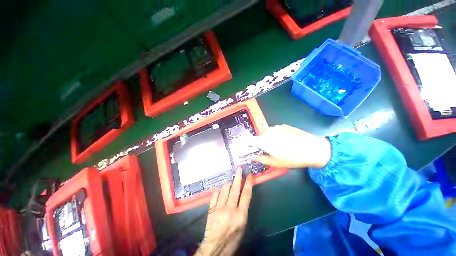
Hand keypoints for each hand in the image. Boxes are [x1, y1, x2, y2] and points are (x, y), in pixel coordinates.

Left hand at [195, 168, 252, 255]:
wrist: (215, 247)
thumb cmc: (232, 239)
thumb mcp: (242, 226)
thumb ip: (242, 209)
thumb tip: (242, 195)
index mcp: (240, 215)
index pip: (246, 194)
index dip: (249, 182)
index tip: (250, 174)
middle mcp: (230, 209)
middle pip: (235, 188)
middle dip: (238, 176)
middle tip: (239, 168)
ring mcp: (219, 207)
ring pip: (224, 189)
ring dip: (228, 183)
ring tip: (231, 180)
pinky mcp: (211, 208)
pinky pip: (215, 194)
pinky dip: (219, 190)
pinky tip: (221, 190)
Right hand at [249, 124, 330, 168]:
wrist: (312, 148)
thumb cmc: (292, 158)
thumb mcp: (275, 163)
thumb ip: (261, 159)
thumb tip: (253, 157)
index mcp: (263, 140)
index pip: (250, 140)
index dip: (248, 144)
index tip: (249, 148)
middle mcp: (267, 131)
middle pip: (259, 137)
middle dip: (261, 143)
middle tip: (269, 151)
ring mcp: (276, 127)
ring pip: (267, 133)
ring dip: (269, 139)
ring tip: (279, 146)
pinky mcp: (284, 125)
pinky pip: (275, 130)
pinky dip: (276, 135)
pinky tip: (286, 141)